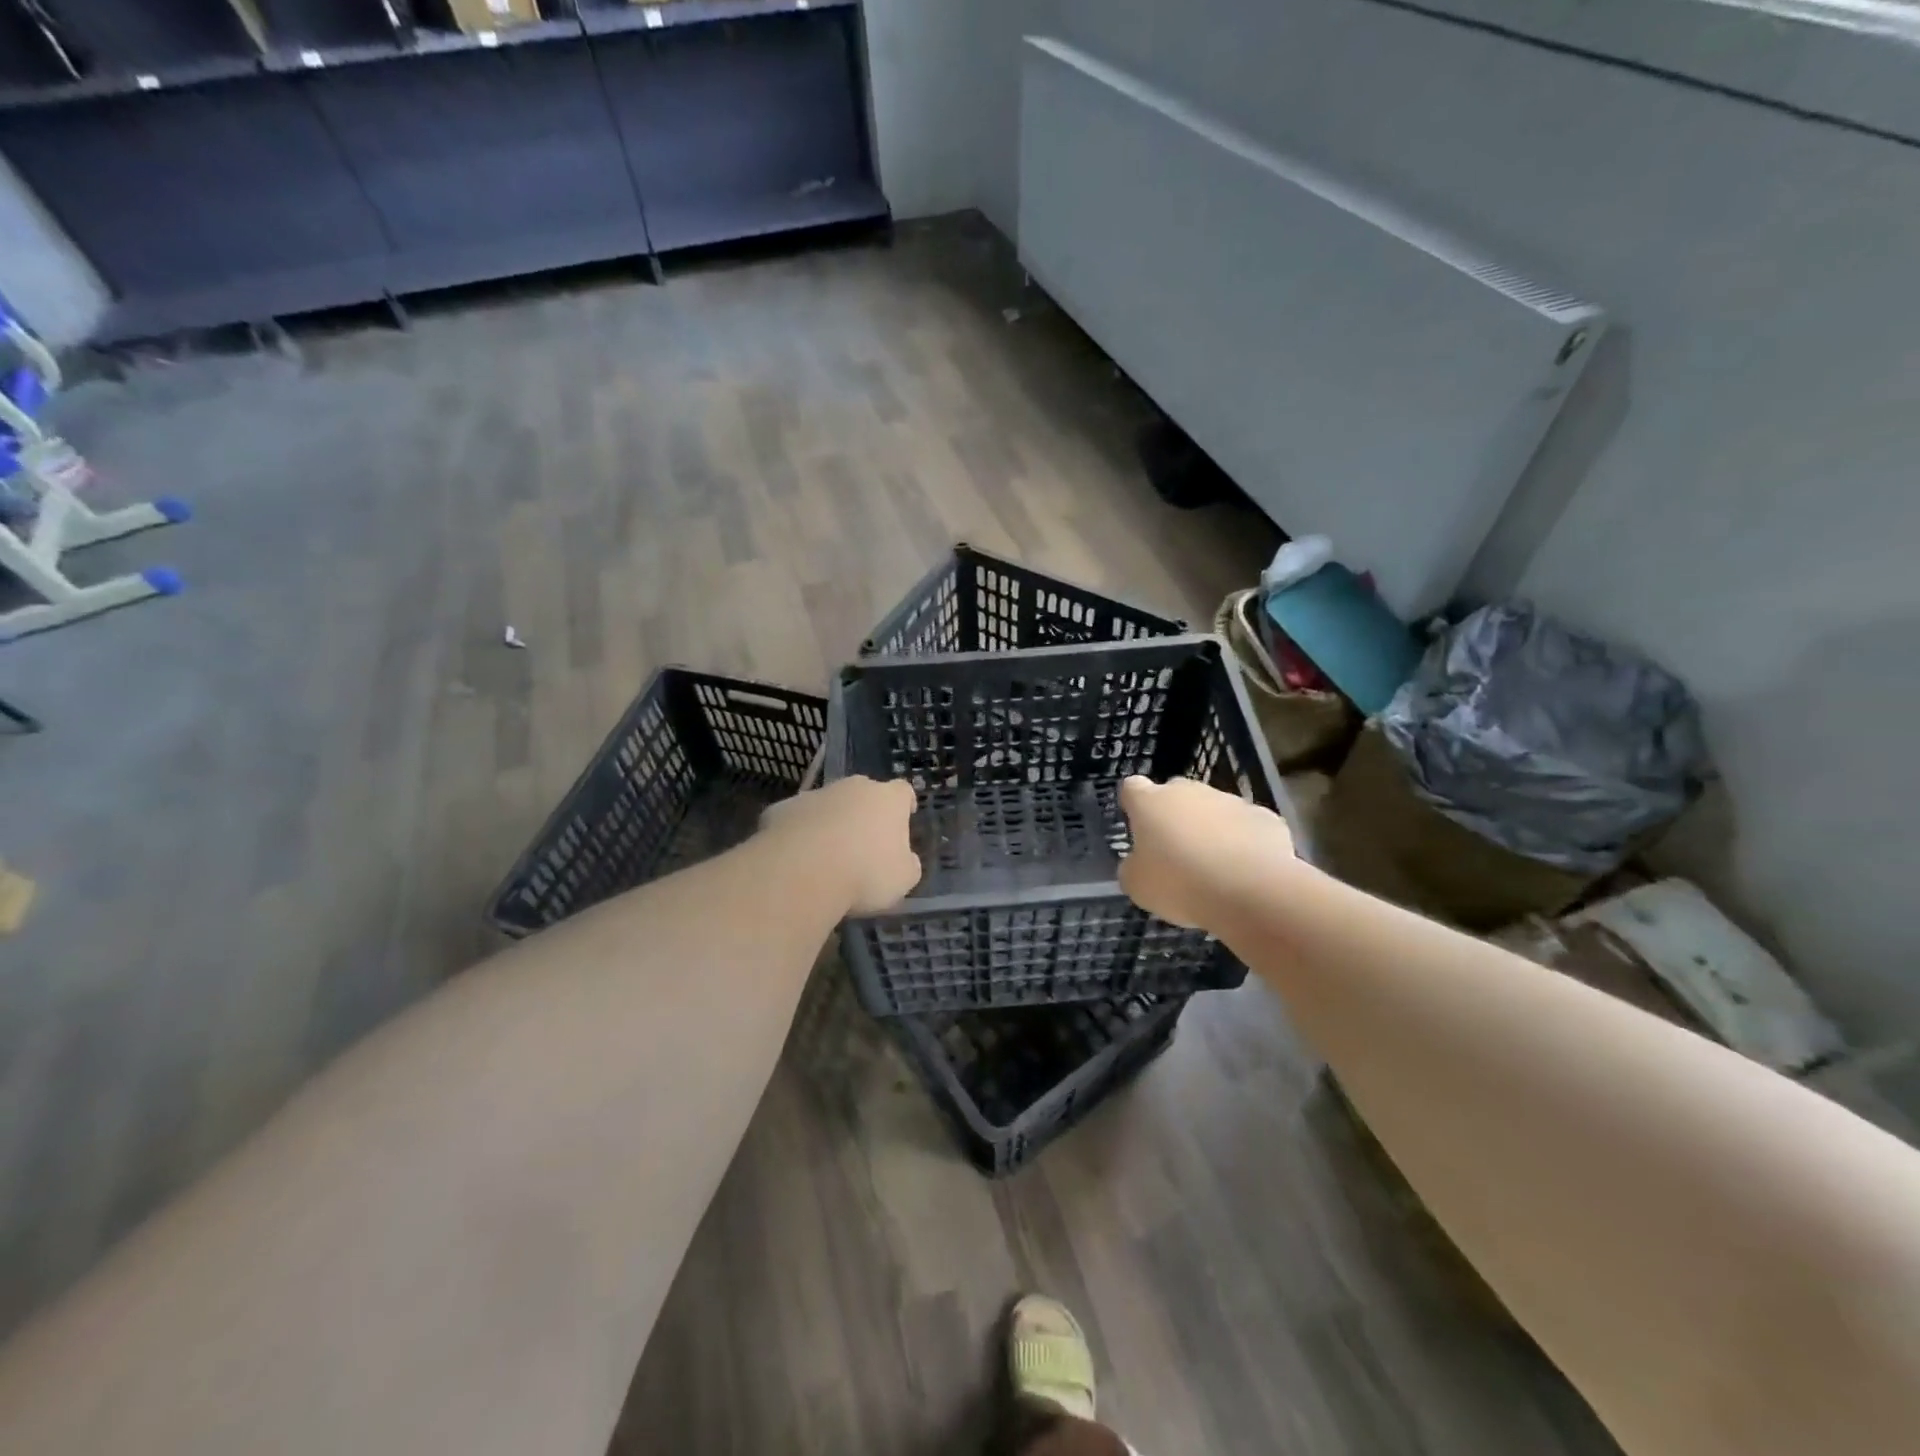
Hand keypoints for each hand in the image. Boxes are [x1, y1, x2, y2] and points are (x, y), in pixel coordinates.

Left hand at [759, 776, 921, 913]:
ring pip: (827, 805)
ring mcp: (814, 795)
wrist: (802, 872)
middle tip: (864, 842)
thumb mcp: (903, 879)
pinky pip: (796, 819)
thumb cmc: (865, 873)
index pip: (903, 791)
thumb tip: (905, 860)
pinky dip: (798, 833)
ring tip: (825, 856)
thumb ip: (908, 864)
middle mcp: (852, 788)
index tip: (905, 815)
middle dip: (864, 813)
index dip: (905, 804)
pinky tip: (796, 859)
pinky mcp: (781, 809)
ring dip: (829, 822)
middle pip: (863, 793)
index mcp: (887, 800)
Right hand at [1117, 776, 1296, 930]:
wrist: (1251, 891)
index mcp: (1151, 802)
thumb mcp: (1137, 885)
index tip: (1136, 824)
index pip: (1132, 788)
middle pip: (1176, 794)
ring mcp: (1230, 801)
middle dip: (1174, 816)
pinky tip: (1245, 871)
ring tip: (1214, 868)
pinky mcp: (1265, 817)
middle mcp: (1189, 791)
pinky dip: (1244, 843)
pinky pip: (1246, 827)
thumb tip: (1139, 862)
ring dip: (1210, 830)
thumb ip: (1133, 866)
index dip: (1133, 804)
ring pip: (1214, 809)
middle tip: (1175, 852)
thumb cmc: (1180, 884)